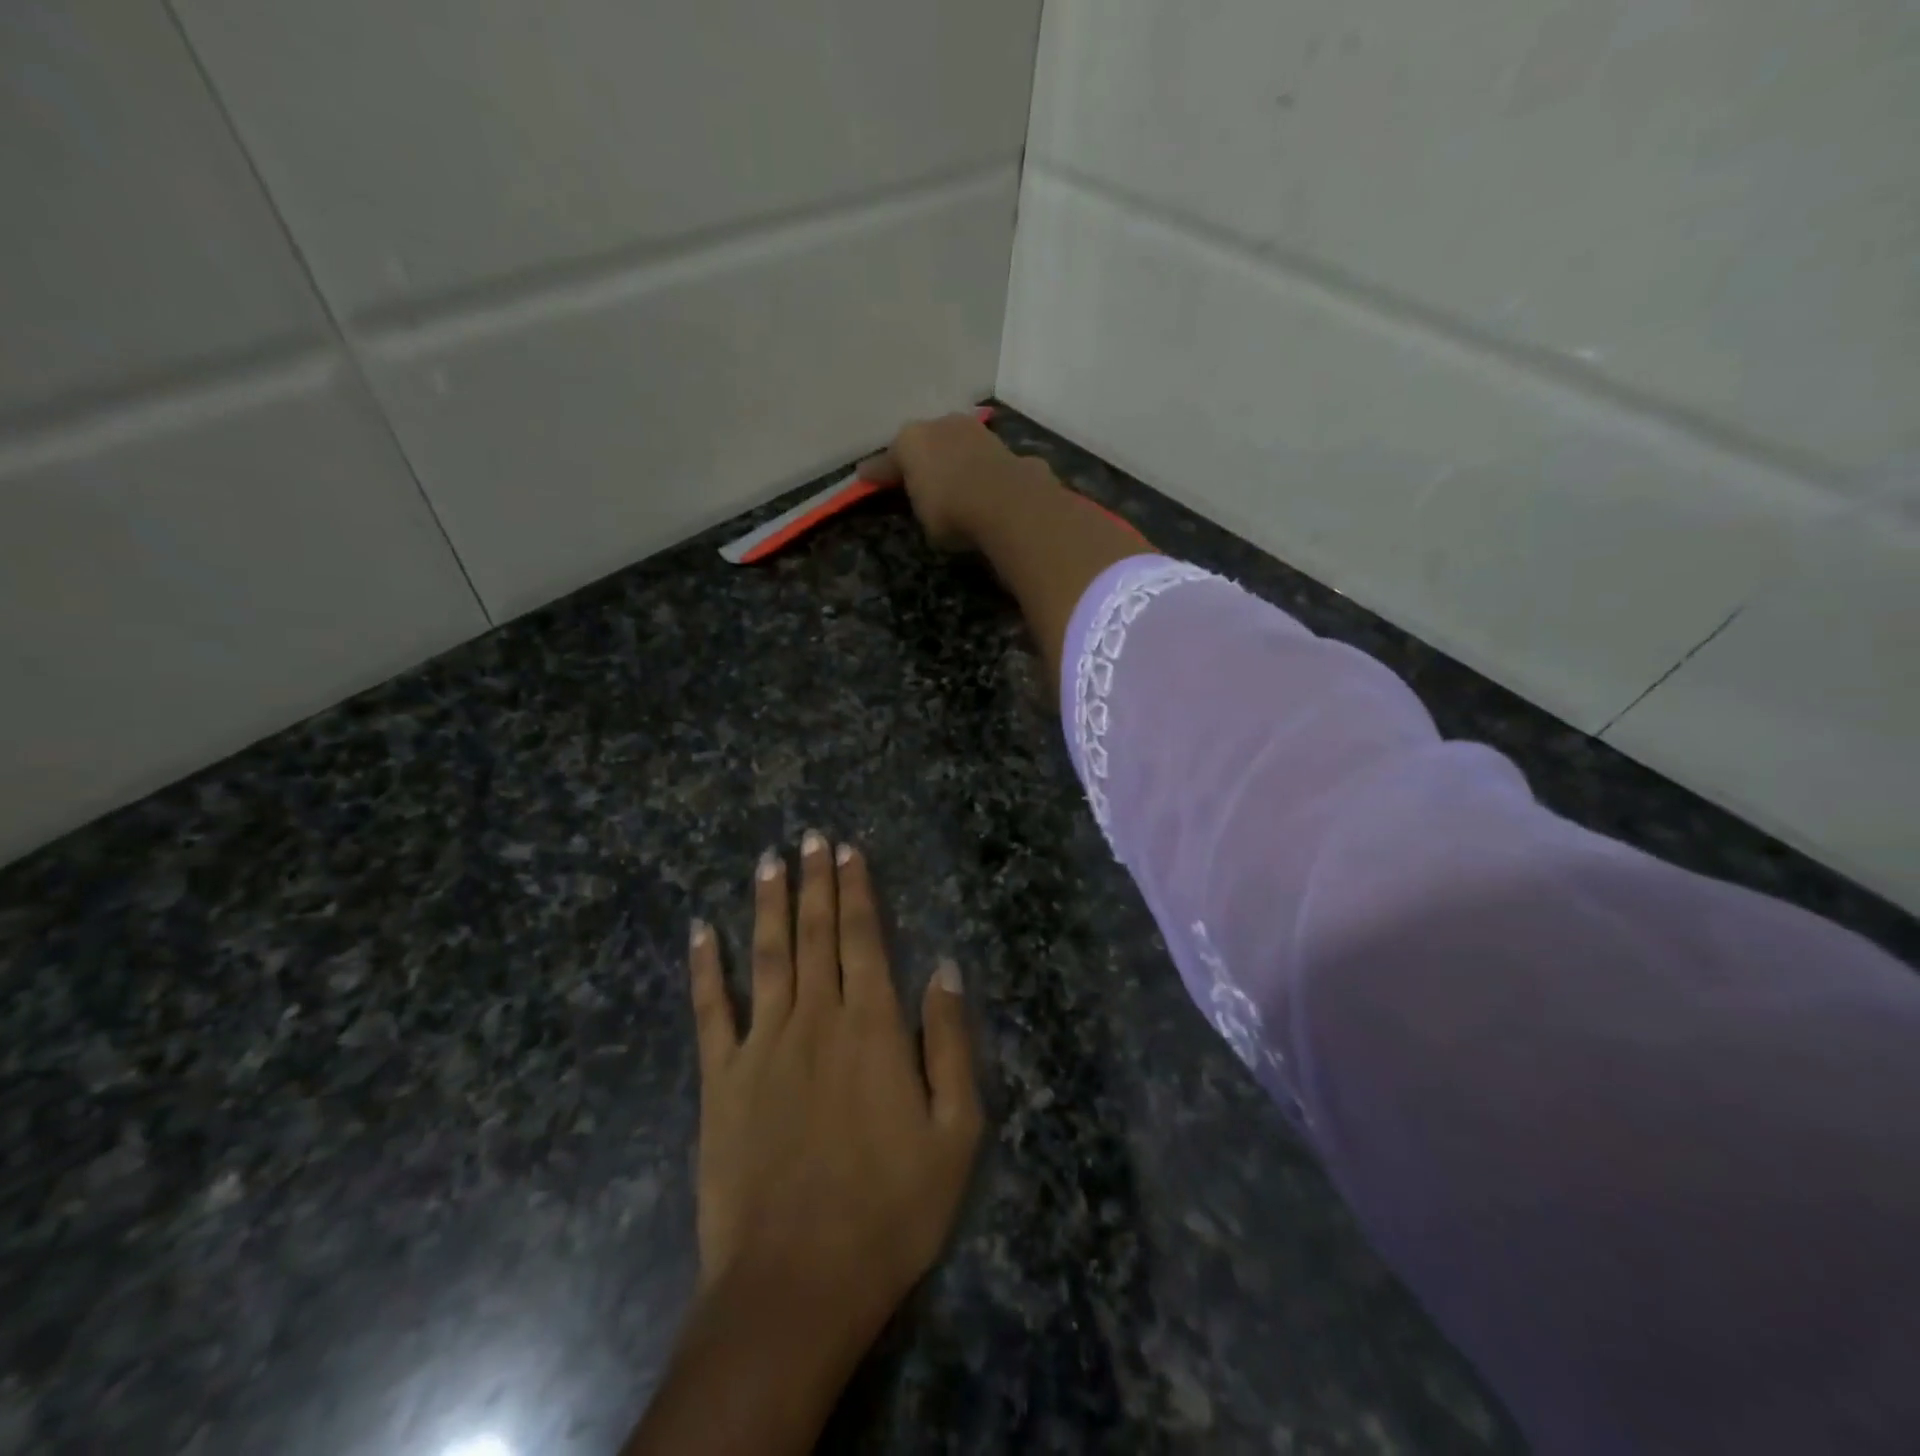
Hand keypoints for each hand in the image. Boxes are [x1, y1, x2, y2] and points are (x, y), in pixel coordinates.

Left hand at [689, 832, 982, 1352]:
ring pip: (766, 954)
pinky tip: (701, 929)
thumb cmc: (890, 1209)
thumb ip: (950, 1042)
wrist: (796, 1284)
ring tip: (769, 859)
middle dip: (815, 881)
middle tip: (811, 836)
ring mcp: (762, 1045)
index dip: (857, 889)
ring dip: (768, 903)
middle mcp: (816, 1018)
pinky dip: (704, 966)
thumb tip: (945, 967)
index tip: (849, 849)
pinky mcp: (720, 1079)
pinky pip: (710, 1010)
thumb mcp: (955, 1132)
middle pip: (815, 933)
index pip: (864, 937)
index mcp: (872, 1027)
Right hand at [859, 413, 1053, 551]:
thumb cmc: (951, 512)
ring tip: (954, 480)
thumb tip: (922, 495)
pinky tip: (984, 485)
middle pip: (925, 443)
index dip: (877, 473)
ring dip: (954, 459)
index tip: (865, 477)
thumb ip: (918, 501)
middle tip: (917, 477)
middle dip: (921, 459)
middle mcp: (941, 425)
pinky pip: (984, 460)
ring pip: (957, 444)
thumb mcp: (923, 516)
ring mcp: (976, 431)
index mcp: (910, 441)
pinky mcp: (1005, 446)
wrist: (1008, 503)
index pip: (887, 460)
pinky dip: (981, 470)